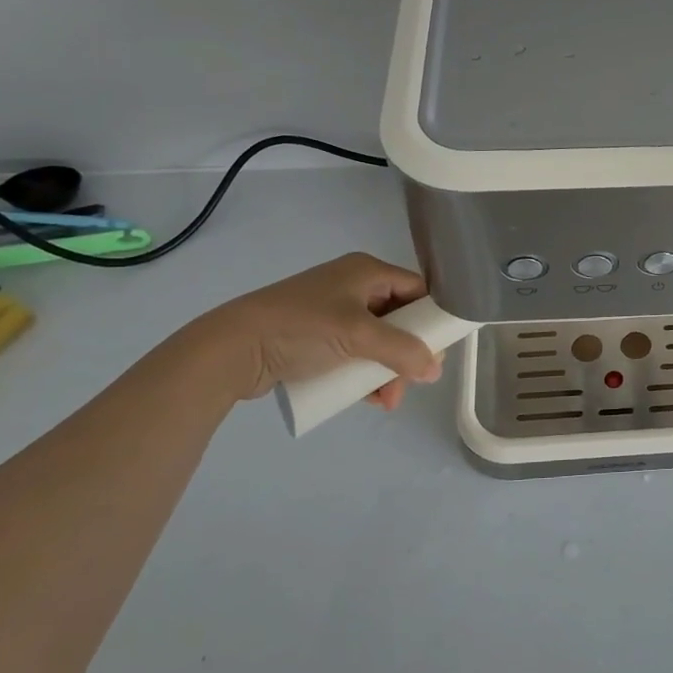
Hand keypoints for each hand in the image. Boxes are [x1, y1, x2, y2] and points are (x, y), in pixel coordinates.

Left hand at [186, 253, 444, 406]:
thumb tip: (435, 370)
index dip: (432, 318)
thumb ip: (402, 351)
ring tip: (386, 400)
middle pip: (400, 320)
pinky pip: (355, 354)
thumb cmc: (301, 328)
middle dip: (408, 354)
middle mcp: (354, 286)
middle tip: (413, 381)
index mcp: (367, 271)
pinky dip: (366, 373)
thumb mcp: (358, 335)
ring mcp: (334, 313)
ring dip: (388, 370)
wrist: (232, 349)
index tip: (440, 349)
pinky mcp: (317, 338)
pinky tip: (369, 398)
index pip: (417, 290)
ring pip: (378, 341)